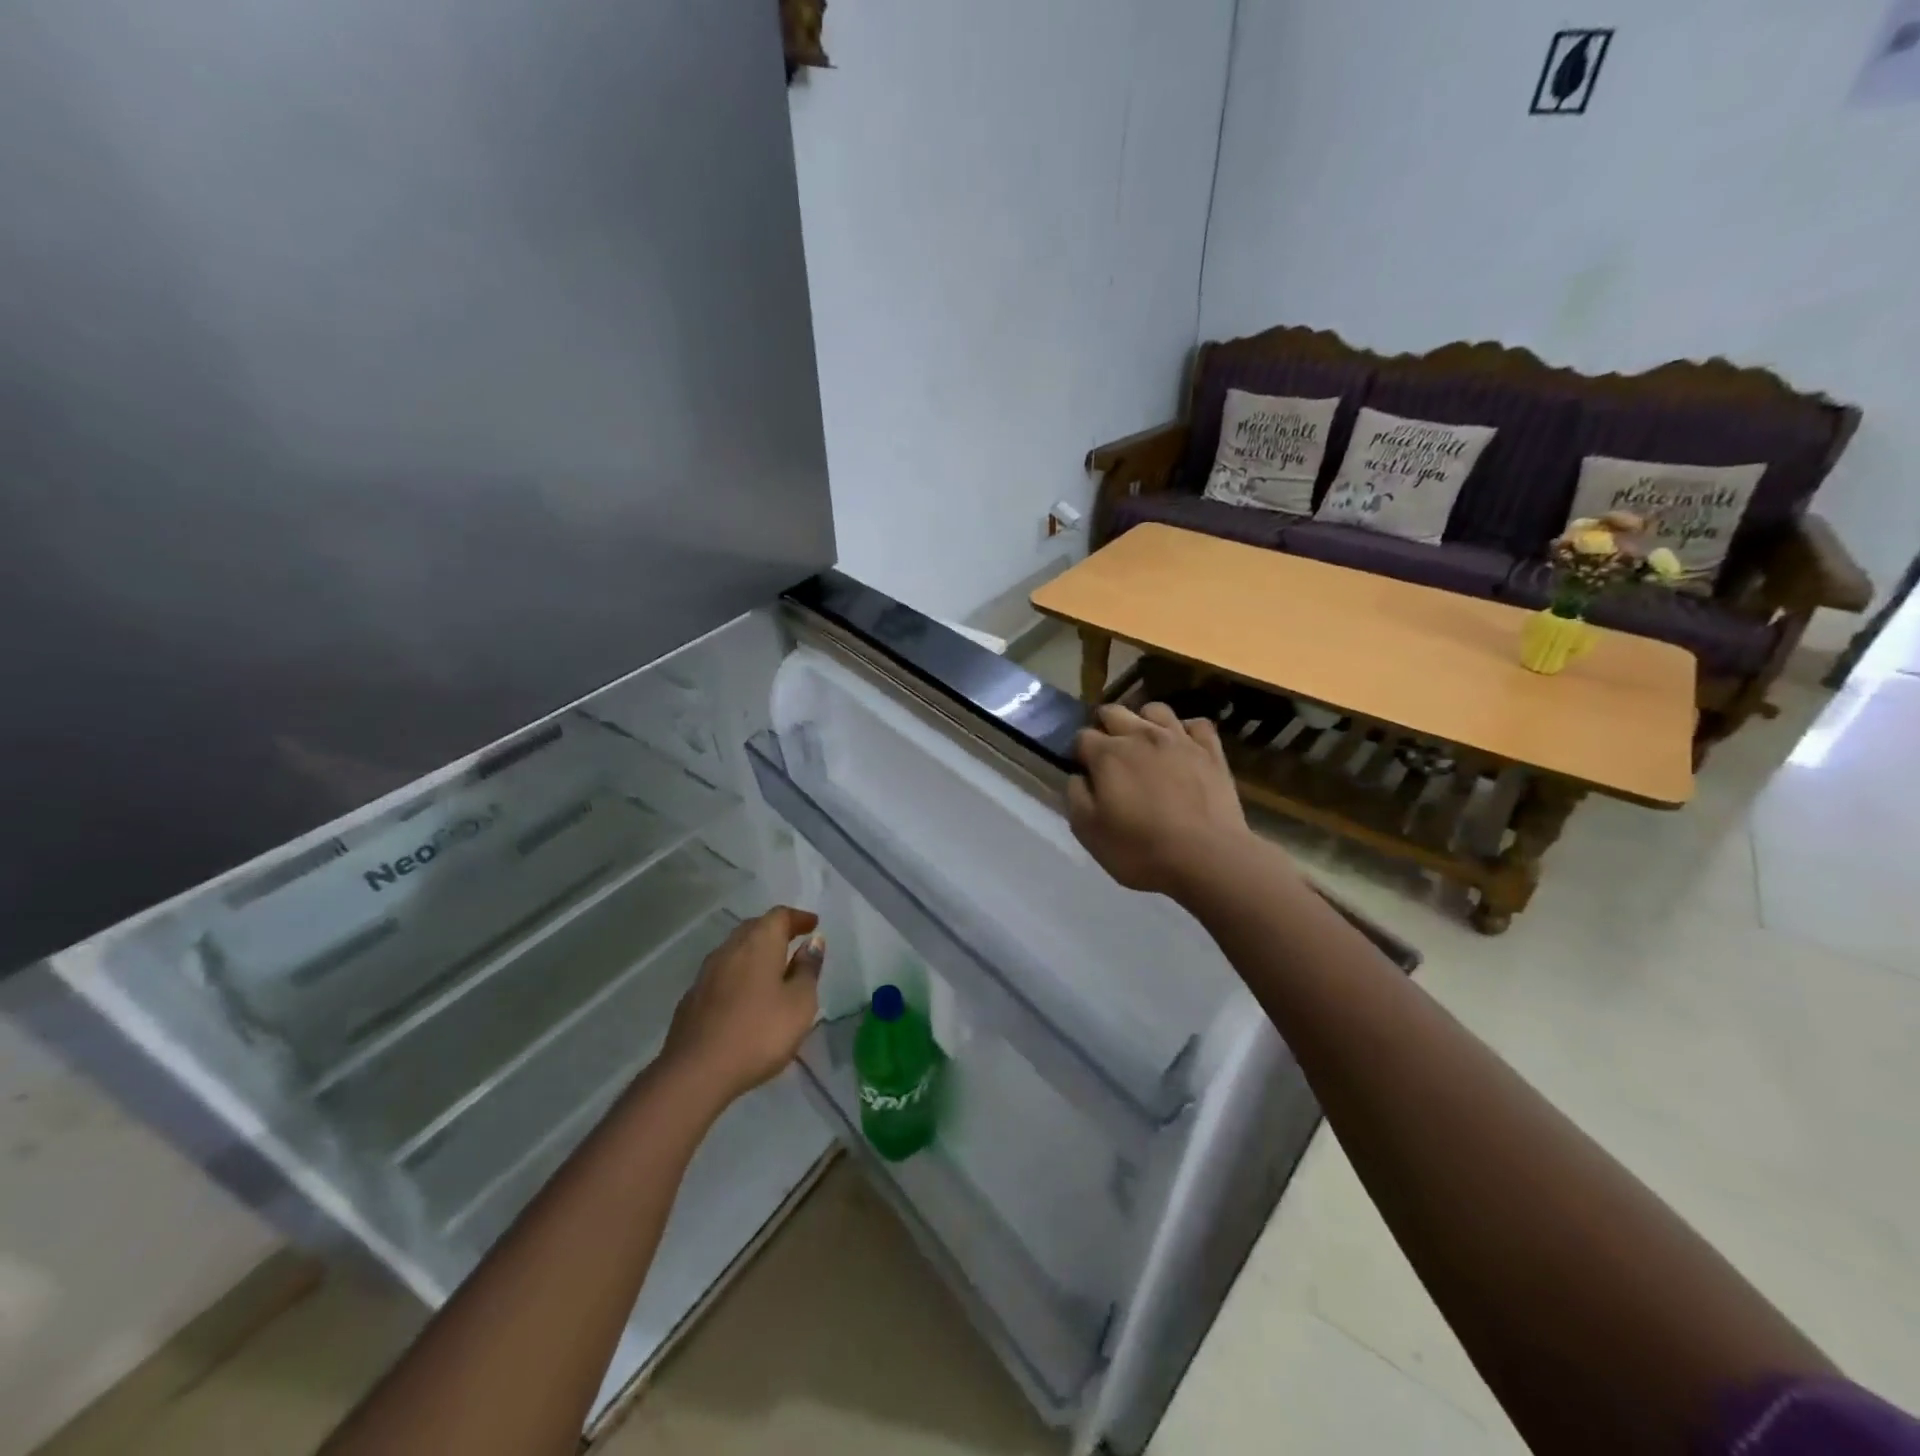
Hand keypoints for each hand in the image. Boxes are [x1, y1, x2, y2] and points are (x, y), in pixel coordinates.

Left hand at [661, 906, 823, 1107]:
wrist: (695, 1072)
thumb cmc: (759, 1033)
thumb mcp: (800, 1003)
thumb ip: (808, 970)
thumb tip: (813, 942)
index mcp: (759, 943)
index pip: (779, 915)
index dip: (798, 918)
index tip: (813, 925)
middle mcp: (730, 949)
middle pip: (754, 928)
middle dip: (775, 931)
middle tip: (794, 942)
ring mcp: (706, 973)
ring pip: (735, 950)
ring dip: (755, 953)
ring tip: (772, 969)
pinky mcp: (692, 999)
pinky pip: (722, 974)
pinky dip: (738, 975)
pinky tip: (745, 996)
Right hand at [1068, 703, 1256, 898]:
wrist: (1208, 858)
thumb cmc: (1141, 849)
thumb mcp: (1089, 832)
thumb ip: (1076, 796)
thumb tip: (1078, 777)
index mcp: (1108, 755)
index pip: (1082, 736)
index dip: (1079, 753)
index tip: (1085, 772)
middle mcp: (1141, 735)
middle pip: (1114, 712)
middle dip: (1105, 727)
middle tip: (1109, 757)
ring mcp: (1180, 739)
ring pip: (1155, 709)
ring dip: (1143, 722)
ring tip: (1145, 746)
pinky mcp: (1212, 751)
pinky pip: (1197, 724)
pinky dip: (1186, 731)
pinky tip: (1183, 748)